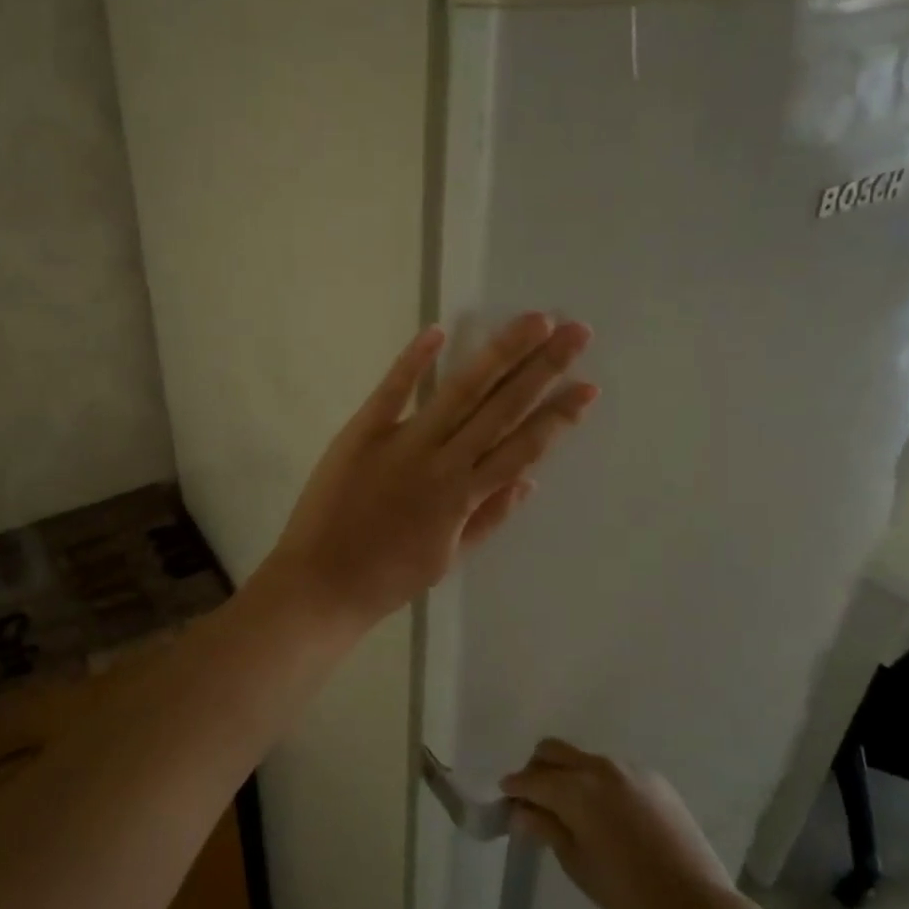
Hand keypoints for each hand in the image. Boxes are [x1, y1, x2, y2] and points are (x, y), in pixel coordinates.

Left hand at [257, 313, 596, 635]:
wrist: (320, 585)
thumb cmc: (386, 579)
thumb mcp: (447, 559)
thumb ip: (489, 518)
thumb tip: (531, 481)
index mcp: (464, 498)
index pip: (522, 448)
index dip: (558, 416)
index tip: (588, 386)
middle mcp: (443, 464)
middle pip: (501, 408)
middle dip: (543, 369)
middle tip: (577, 332)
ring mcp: (402, 444)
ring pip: (460, 392)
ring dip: (500, 355)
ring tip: (534, 322)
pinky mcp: (362, 433)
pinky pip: (392, 391)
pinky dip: (414, 361)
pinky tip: (440, 330)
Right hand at [503, 739, 734, 908]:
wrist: (697, 906)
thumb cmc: (628, 893)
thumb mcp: (577, 864)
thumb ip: (546, 828)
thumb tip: (520, 811)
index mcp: (576, 789)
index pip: (532, 778)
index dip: (514, 787)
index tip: (506, 797)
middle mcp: (600, 767)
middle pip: (554, 751)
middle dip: (537, 768)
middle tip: (533, 798)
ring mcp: (630, 769)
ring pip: (584, 759)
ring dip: (569, 774)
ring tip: (571, 808)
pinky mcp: (654, 779)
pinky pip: (614, 771)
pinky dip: (598, 783)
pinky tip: (607, 814)